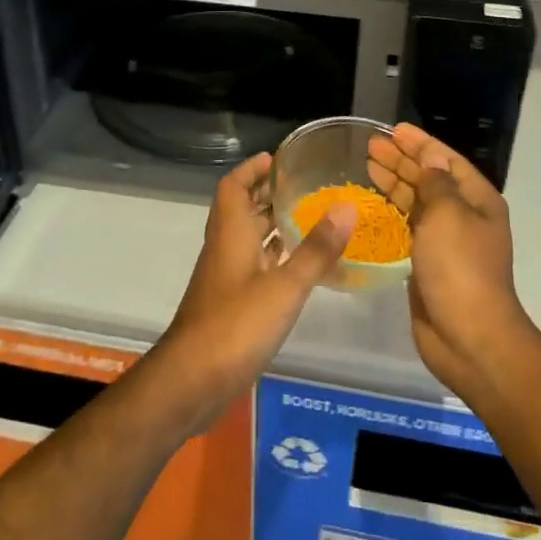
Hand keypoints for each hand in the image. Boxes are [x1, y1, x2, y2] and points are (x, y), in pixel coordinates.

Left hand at [153, 151, 353, 432]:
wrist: (192, 381)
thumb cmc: (235, 325)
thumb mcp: (285, 287)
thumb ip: (316, 249)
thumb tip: (348, 207)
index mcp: (231, 233)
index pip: (233, 186)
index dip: (252, 169)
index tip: (278, 158)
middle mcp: (225, 248)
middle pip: (242, 209)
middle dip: (268, 194)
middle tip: (304, 185)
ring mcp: (225, 277)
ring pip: (248, 238)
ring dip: (271, 224)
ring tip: (309, 217)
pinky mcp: (230, 303)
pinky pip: (253, 265)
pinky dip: (273, 256)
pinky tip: (298, 265)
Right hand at [367, 124, 538, 402]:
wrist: (468, 336)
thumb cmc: (460, 267)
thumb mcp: (449, 214)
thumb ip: (436, 183)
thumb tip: (429, 162)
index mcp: (476, 200)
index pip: (445, 160)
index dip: (420, 142)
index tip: (393, 129)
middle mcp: (464, 216)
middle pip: (430, 178)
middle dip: (402, 160)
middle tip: (370, 146)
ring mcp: (446, 241)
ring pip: (417, 202)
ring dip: (394, 182)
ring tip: (367, 166)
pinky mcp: (428, 263)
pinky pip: (408, 227)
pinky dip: (392, 212)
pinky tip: (372, 205)